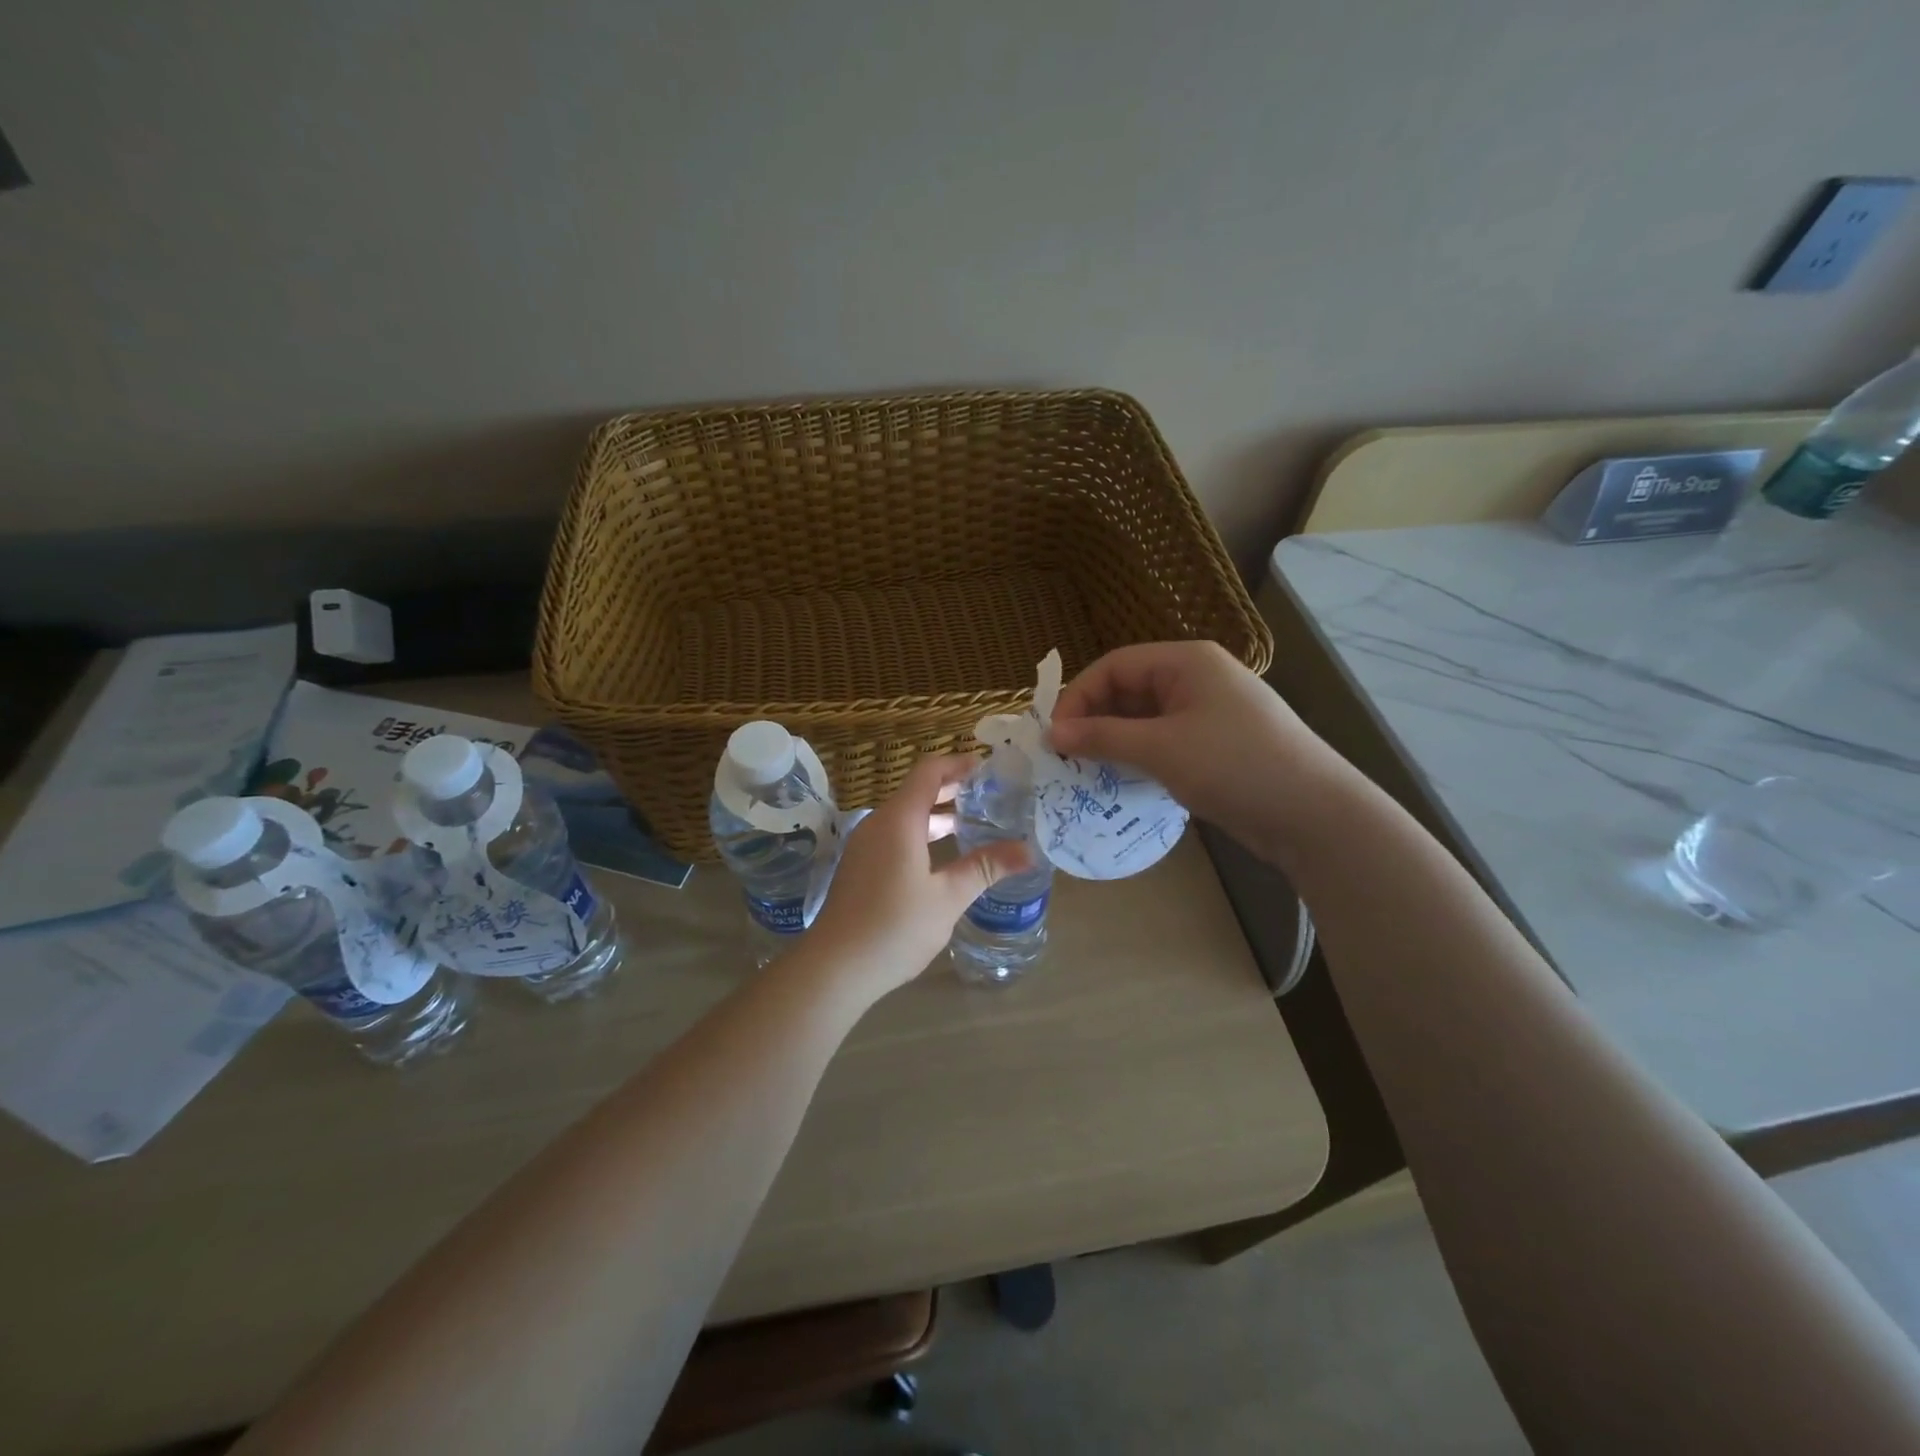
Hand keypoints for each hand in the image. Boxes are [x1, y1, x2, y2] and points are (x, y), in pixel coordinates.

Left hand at [805, 755, 1031, 998]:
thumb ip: (986, 868)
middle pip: (917, 791)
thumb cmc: (895, 927)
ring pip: (905, 816)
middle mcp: (878, 823)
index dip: (959, 764)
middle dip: (953, 789)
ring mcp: (865, 846)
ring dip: (938, 815)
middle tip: (991, 796)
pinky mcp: (861, 867)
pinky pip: (895, 836)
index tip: (989, 768)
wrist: (835, 967)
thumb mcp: (948, 897)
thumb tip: (1028, 851)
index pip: (929, 771)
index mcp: (899, 820)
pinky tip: (943, 857)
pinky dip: (921, 834)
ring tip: (974, 824)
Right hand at [1048, 641, 1348, 862]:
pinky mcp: (1214, 745)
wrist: (1312, 814)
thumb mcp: (1160, 748)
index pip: (1114, 665)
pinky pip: (1162, 742)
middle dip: (1094, 721)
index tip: (1055, 736)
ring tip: (1087, 772)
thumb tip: (1052, 734)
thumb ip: (1102, 737)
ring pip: (1143, 719)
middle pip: (1128, 690)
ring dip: (1113, 742)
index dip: (1078, 696)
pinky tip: (1121, 781)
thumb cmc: (1233, 765)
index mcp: (1186, 661)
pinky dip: (1138, 757)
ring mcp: (1208, 713)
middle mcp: (1196, 679)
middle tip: (1066, 758)